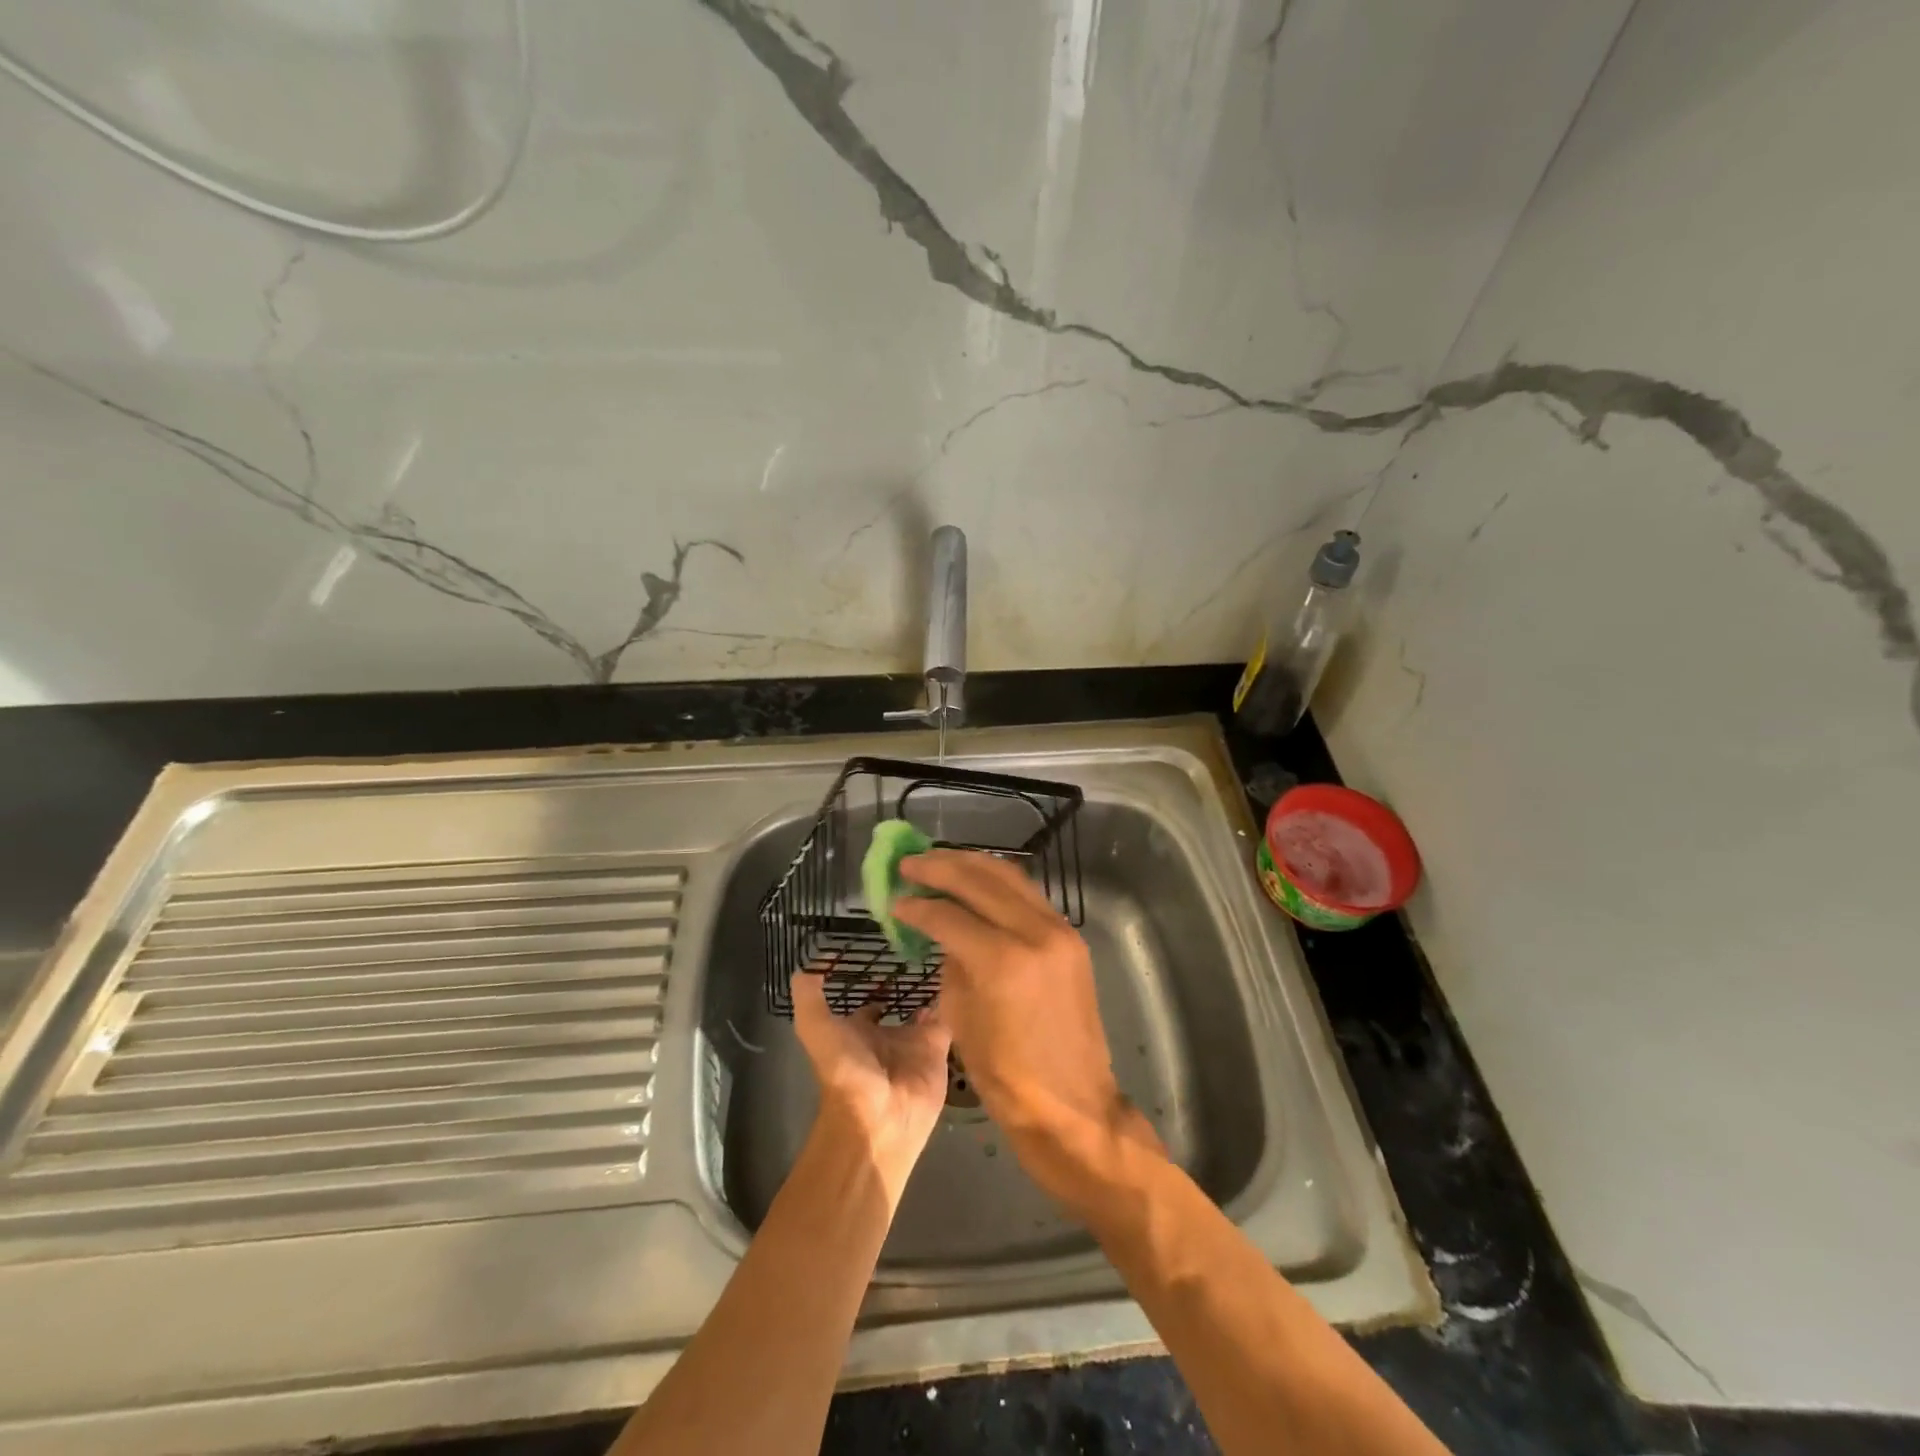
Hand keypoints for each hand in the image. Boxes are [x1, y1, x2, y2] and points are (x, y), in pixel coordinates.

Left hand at [791, 972, 951, 1208]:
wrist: (880, 1117)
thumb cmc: (845, 1069)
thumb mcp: (814, 1026)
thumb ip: (809, 992)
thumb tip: (818, 957)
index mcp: (857, 1031)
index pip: (866, 1002)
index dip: (871, 980)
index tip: (883, 952)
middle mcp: (886, 1035)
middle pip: (899, 1004)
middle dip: (908, 982)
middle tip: (920, 947)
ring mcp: (914, 1042)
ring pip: (926, 1007)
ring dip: (932, 985)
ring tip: (942, 951)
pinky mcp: (939, 1048)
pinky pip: (949, 1018)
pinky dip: (953, 999)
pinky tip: (957, 972)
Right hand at [890, 851, 1161, 1209]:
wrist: (1073, 1106)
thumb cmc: (1008, 1077)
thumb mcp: (962, 1018)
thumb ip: (951, 963)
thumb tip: (942, 930)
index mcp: (1003, 961)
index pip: (949, 915)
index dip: (917, 905)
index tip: (895, 899)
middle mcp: (1035, 933)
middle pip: (981, 880)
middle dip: (940, 867)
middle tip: (910, 863)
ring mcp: (1060, 931)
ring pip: (1010, 877)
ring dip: (971, 865)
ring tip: (939, 861)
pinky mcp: (1071, 938)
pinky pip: (1029, 895)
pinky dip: (998, 883)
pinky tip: (976, 883)